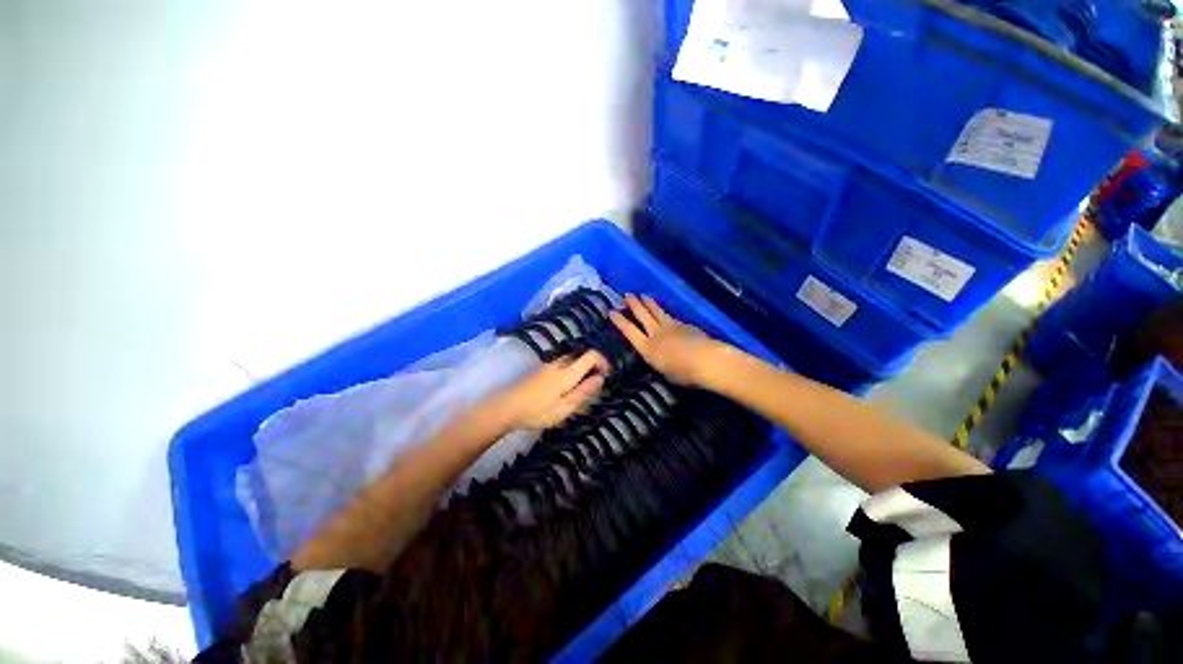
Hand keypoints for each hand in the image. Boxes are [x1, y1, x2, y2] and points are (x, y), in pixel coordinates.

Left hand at [497, 351, 608, 429]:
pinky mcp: (542, 369)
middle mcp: (559, 363)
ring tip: (581, 387)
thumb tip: (600, 378)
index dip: (603, 361)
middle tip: (593, 385)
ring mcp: (549, 364)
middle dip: (592, 365)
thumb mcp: (563, 409)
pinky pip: (563, 363)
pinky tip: (566, 387)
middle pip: (582, 355)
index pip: (591, 355)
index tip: (606, 375)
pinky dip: (571, 369)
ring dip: (581, 367)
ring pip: (572, 359)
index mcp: (567, 373)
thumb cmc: (536, 412)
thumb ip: (583, 393)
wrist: (506, 407)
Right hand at [610, 294, 723, 386]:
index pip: (629, 331)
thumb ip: (657, 360)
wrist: (706, 360)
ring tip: (642, 295)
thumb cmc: (684, 374)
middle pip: (642, 315)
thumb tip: (657, 355)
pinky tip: (662, 309)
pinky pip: (668, 315)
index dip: (619, 322)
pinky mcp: (682, 324)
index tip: (611, 312)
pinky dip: (662, 310)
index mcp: (647, 349)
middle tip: (626, 295)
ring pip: (655, 311)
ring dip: (647, 302)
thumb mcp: (664, 371)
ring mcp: (669, 326)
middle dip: (633, 304)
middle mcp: (655, 334)